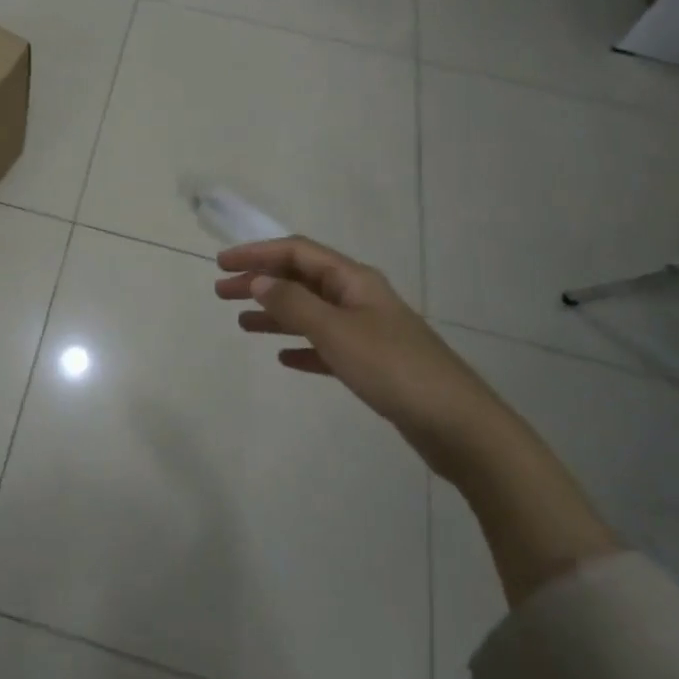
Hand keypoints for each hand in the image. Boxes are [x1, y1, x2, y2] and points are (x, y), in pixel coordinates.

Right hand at [214, 235, 501, 466]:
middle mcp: (359, 298)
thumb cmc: (394, 369)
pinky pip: (326, 346)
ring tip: (242, 323)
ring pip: (310, 312)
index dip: (257, 253)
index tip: (221, 263)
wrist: (458, 425)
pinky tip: (284, 358)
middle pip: (301, 280)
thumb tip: (259, 281)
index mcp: (353, 280)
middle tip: (221, 293)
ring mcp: (367, 331)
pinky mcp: (373, 363)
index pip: (297, 252)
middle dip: (260, 282)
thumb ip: (294, 304)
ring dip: (275, 313)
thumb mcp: (337, 332)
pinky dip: (302, 347)